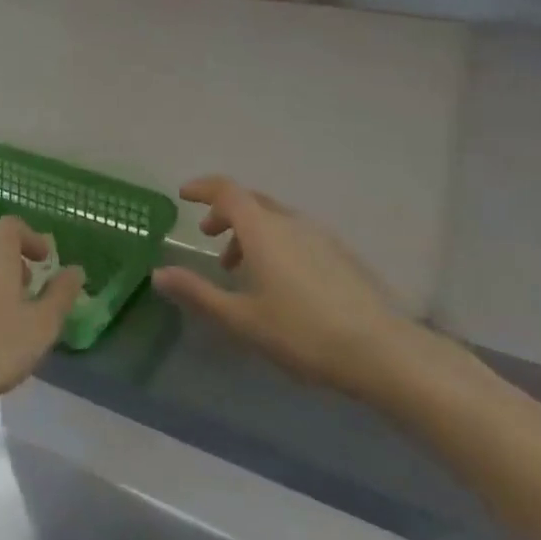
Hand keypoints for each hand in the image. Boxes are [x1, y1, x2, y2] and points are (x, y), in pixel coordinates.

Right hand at [153, 176, 426, 397]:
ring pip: (275, 219)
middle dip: (225, 213)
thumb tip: (159, 273)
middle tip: (209, 237)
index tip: (184, 196)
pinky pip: (296, 233)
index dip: (203, 188)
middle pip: (251, 201)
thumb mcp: (241, 318)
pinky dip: (275, 243)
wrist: (381, 350)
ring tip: (240, 269)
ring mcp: (319, 235)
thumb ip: (198, 292)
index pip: (227, 191)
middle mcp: (290, 222)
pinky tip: (279, 282)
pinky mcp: (340, 253)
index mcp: (262, 230)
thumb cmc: (302, 333)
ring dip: (250, 232)